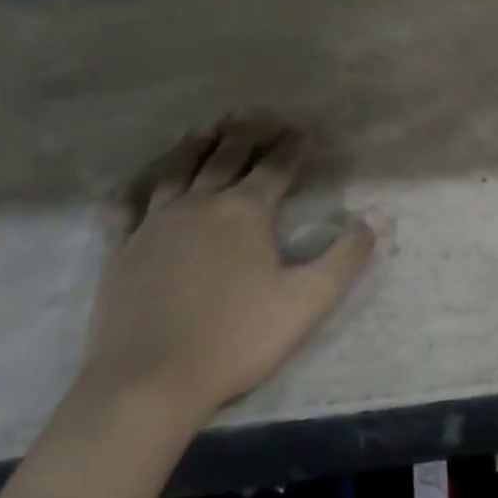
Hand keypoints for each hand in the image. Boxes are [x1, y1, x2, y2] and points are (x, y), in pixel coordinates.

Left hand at [78, 116, 374, 422]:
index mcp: (244, 212)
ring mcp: (155, 225)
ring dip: (196, 146)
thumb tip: (375, 219)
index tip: (304, 129)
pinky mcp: (123, 250)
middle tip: (258, 114)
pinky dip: (137, 188)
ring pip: (177, 170)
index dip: (293, 146)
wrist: (147, 383)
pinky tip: (138, 184)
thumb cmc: (236, 339)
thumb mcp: (307, 300)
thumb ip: (345, 257)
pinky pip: (129, 207)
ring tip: (208, 129)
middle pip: (226, 156)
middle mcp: (199, 205)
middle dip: (247, 133)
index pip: (275, 167)